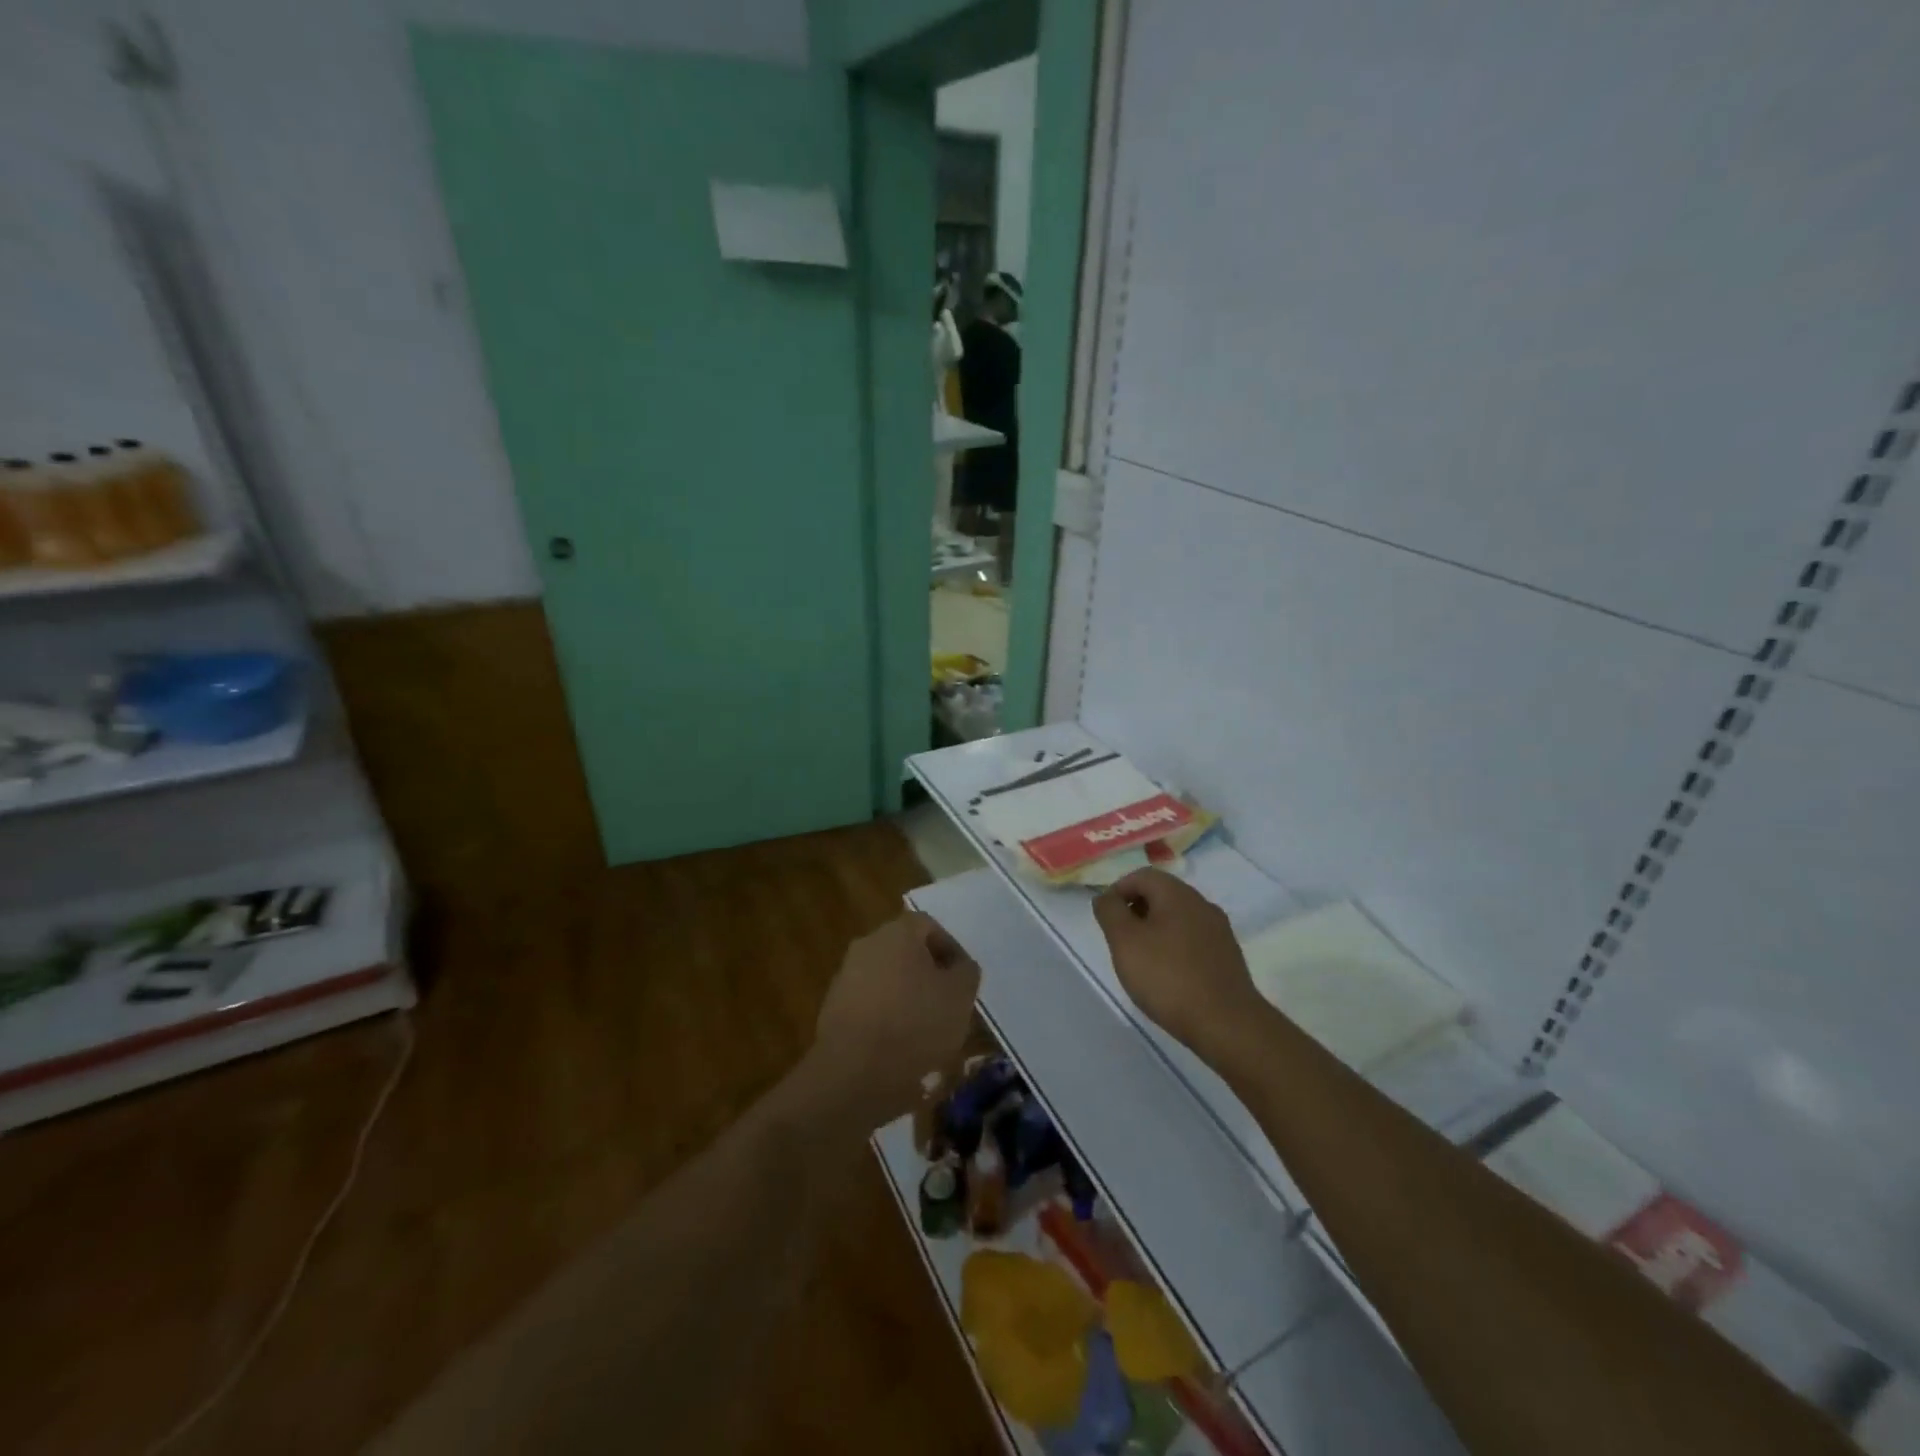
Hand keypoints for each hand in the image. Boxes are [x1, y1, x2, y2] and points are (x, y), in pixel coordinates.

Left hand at [807, 912, 980, 1129]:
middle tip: (947, 1004)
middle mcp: (867, 945)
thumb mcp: (961, 995)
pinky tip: (899, 1047)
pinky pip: (870, 1006)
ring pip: (887, 979)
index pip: (929, 926)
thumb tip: (958, 966)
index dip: (951, 950)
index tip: (963, 981)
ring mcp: (846, 977)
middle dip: (928, 975)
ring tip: (926, 1032)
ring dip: (907, 998)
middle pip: (906, 952)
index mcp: (897, 932)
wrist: (854, 1072)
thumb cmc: (915, 1023)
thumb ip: (966, 971)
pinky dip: (886, 1019)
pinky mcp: (833, 1009)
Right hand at [1093, 869, 1262, 1056]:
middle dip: (1136, 911)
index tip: (1105, 918)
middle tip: (1119, 940)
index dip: (1118, 891)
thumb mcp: (1124, 941)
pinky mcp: (1227, 956)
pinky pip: (1193, 939)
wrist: (1226, 1024)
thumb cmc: (1168, 977)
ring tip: (1141, 960)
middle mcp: (1202, 904)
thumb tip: (1106, 897)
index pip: (1141, 876)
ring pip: (1178, 918)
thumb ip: (1110, 912)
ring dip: (1154, 930)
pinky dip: (1174, 947)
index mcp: (1177, 894)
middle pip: (1161, 894)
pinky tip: (1168, 975)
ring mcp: (1219, 930)